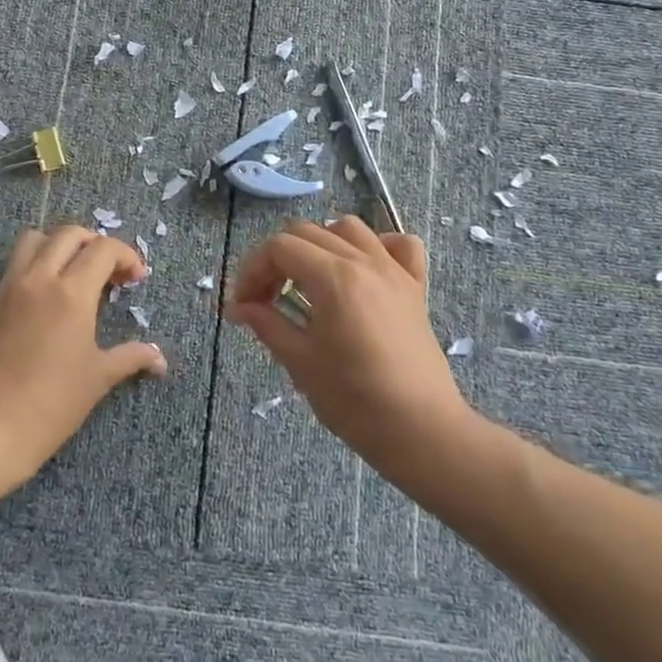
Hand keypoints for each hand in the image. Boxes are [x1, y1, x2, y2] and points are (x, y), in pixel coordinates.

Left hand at [0, 226, 167, 480]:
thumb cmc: (49, 404)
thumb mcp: (97, 379)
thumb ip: (131, 358)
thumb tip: (160, 359)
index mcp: (71, 293)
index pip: (103, 249)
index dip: (126, 256)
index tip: (135, 279)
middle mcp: (40, 278)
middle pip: (70, 234)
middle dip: (96, 243)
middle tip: (110, 272)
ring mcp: (12, 286)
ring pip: (37, 238)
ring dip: (61, 244)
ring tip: (76, 271)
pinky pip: (17, 261)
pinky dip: (37, 260)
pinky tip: (49, 293)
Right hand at [226, 217, 469, 471]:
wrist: (422, 432)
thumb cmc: (356, 401)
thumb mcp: (301, 362)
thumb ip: (267, 324)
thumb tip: (239, 307)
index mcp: (333, 277)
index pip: (279, 248)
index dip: (252, 270)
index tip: (243, 304)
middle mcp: (363, 261)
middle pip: (307, 232)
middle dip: (277, 259)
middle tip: (265, 299)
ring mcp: (393, 271)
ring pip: (348, 229)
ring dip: (320, 244)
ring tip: (309, 279)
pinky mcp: (415, 288)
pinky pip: (399, 245)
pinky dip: (377, 246)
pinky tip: (362, 270)